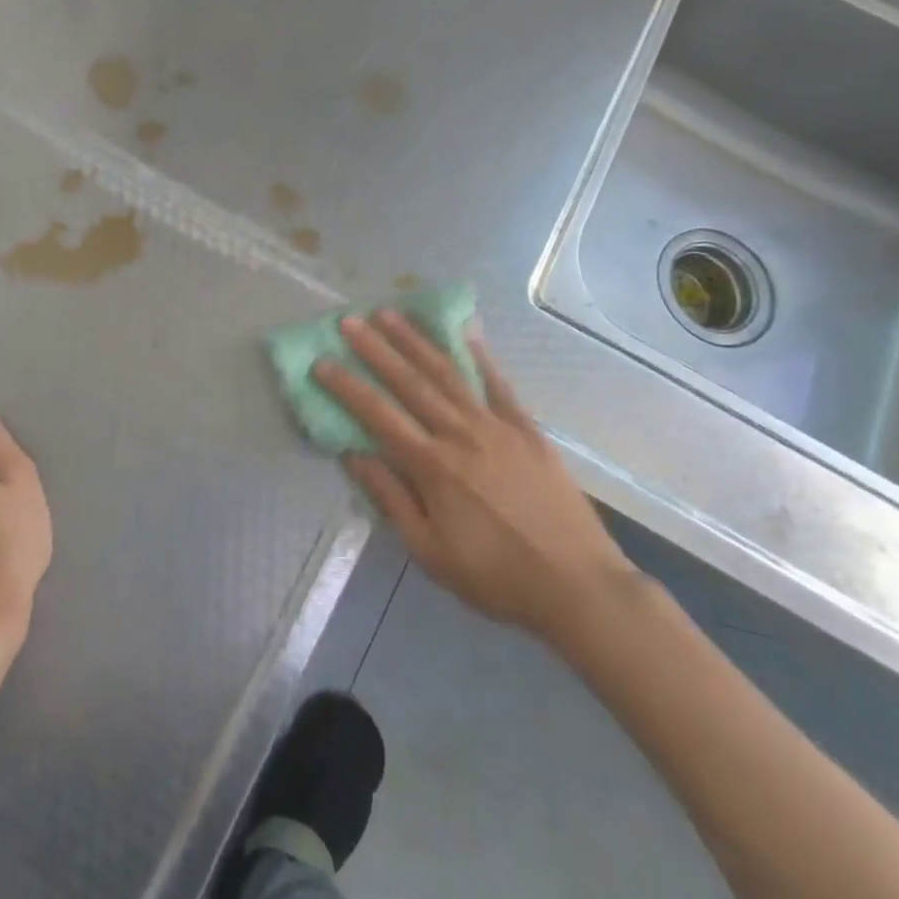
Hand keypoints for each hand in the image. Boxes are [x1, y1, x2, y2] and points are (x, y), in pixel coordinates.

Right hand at [315, 311, 633, 641]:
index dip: (347, 386)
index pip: (378, 415)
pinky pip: (498, 382)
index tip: (322, 361)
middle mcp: (460, 434)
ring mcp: (496, 426)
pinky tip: (464, 329)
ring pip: (448, 373)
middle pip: (410, 382)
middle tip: (349, 321)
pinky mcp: (527, 427)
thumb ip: (392, 499)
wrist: (577, 585)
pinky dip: (479, 354)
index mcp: (432, 467)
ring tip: (391, 314)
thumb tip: (354, 455)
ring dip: (416, 341)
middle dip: (376, 349)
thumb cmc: (496, 577)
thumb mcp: (431, 554)